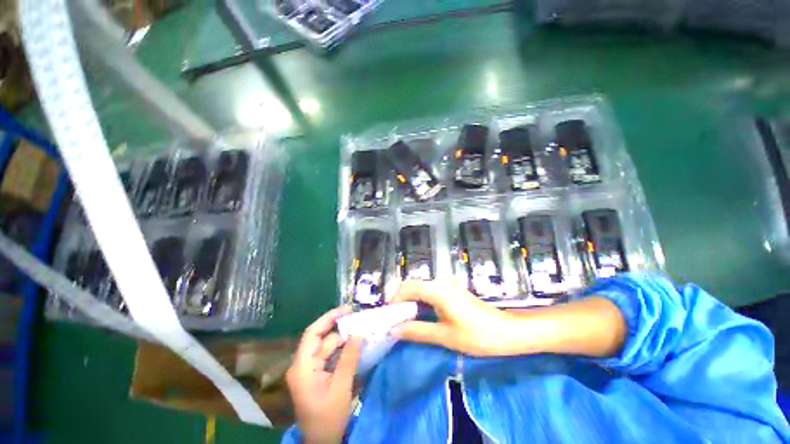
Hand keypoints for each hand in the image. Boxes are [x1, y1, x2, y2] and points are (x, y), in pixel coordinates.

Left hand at [286, 306, 362, 443]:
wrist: (322, 443)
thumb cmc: (328, 417)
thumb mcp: (341, 386)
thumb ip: (350, 357)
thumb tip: (359, 332)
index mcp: (302, 367)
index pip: (312, 333)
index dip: (329, 318)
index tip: (347, 309)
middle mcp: (302, 364)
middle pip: (321, 339)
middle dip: (340, 328)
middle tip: (359, 320)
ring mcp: (309, 370)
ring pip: (327, 347)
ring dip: (343, 339)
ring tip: (361, 330)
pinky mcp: (316, 375)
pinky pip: (329, 356)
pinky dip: (342, 350)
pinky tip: (354, 345)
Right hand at [390, 279, 518, 355]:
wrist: (507, 331)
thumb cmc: (476, 335)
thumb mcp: (444, 336)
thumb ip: (417, 331)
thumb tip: (394, 330)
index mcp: (437, 289)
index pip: (407, 287)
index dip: (394, 300)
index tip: (388, 317)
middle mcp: (440, 282)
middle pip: (413, 286)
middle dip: (401, 301)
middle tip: (394, 321)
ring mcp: (447, 285)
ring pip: (421, 289)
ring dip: (411, 302)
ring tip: (405, 321)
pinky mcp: (452, 290)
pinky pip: (430, 292)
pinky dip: (421, 302)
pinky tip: (421, 316)